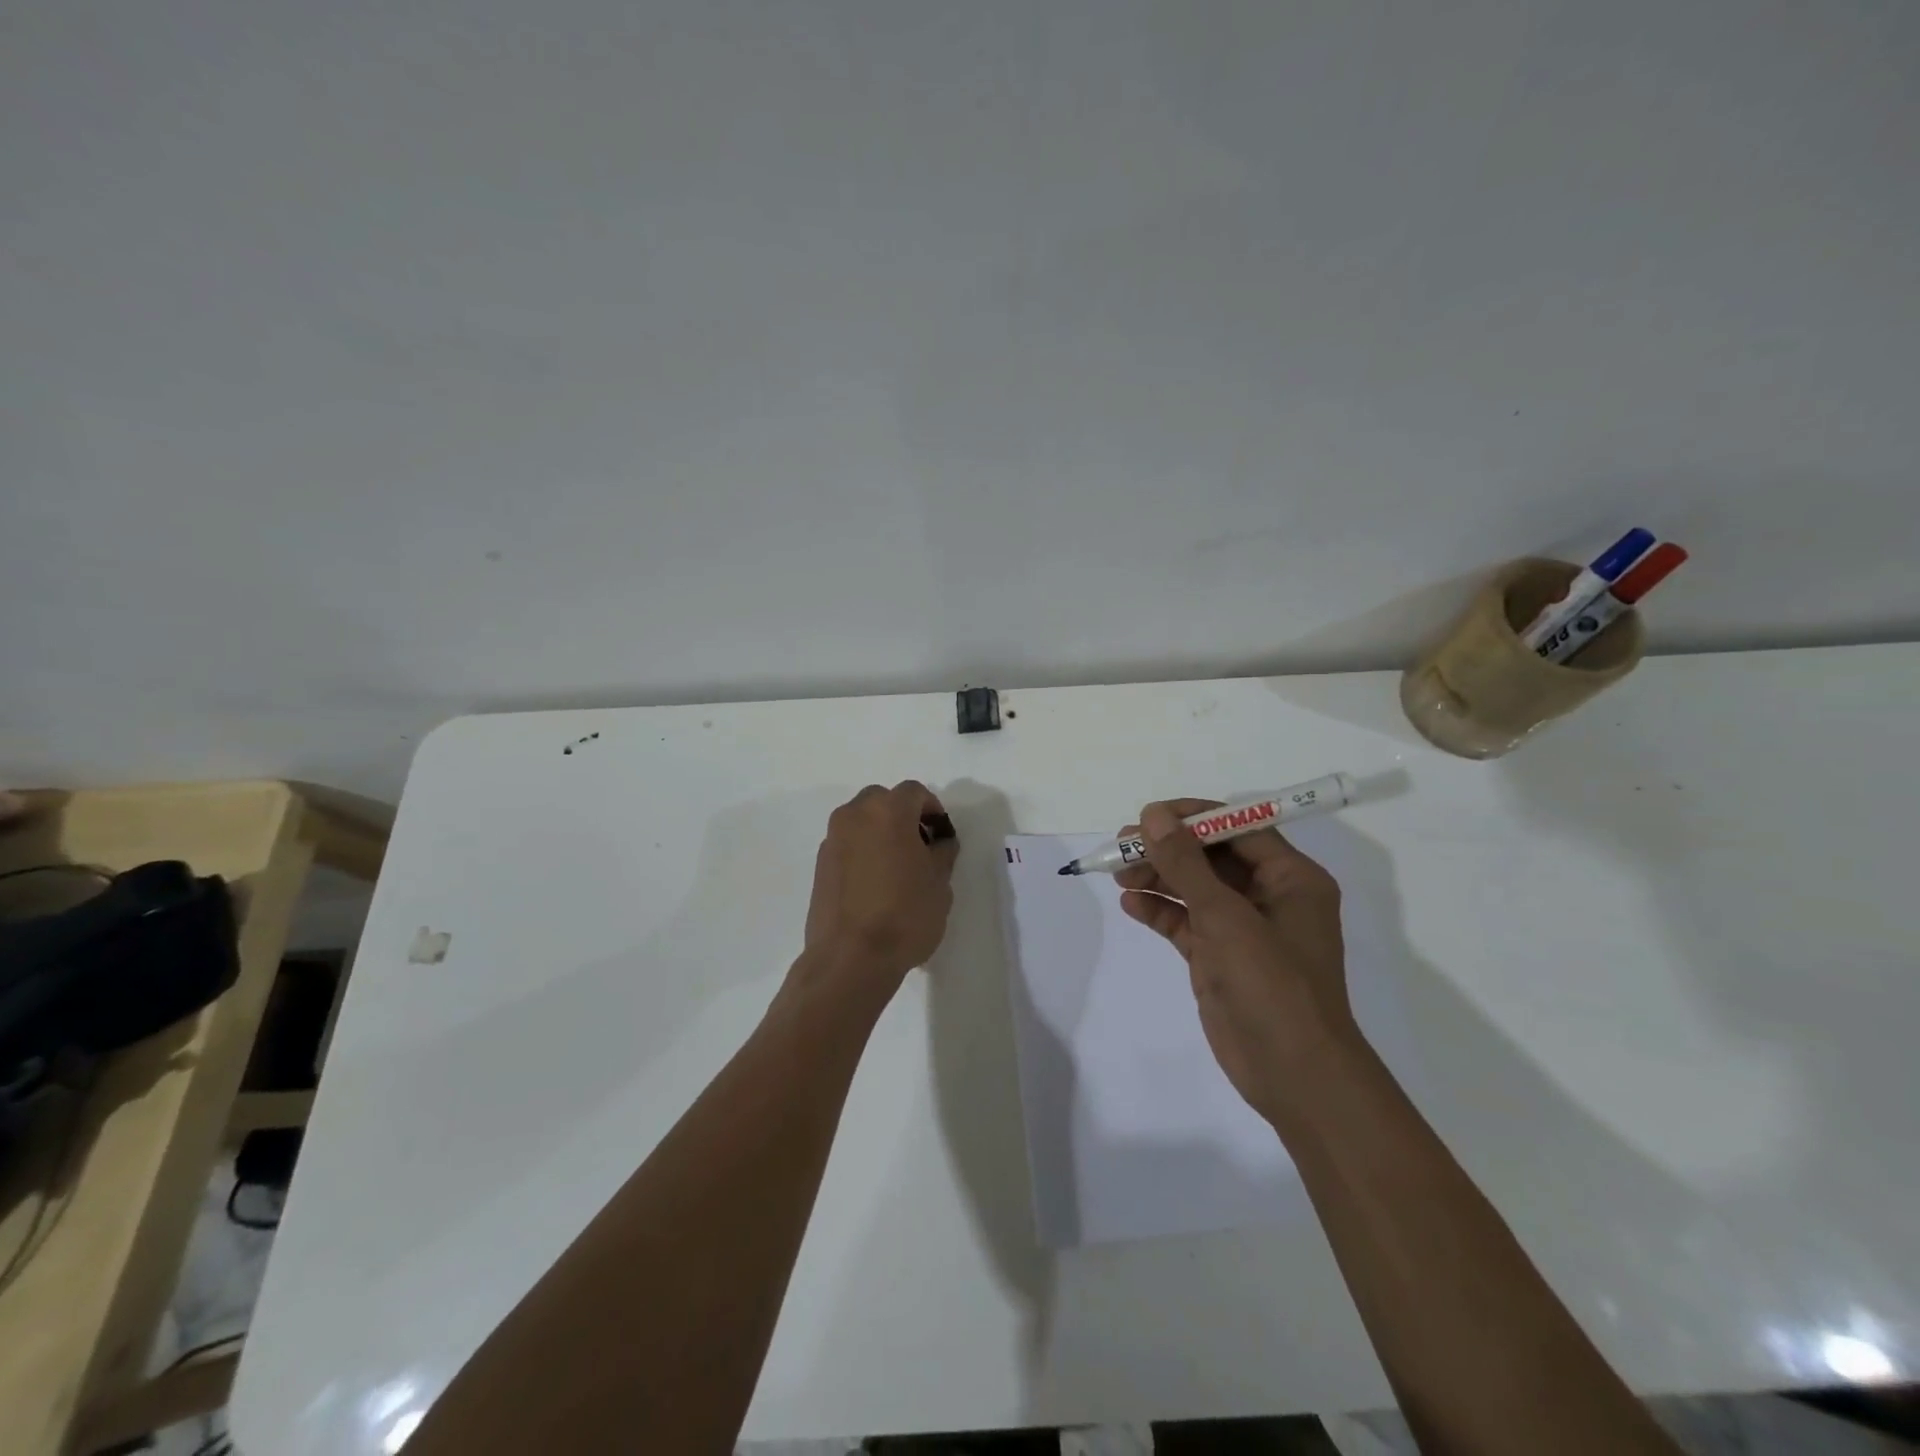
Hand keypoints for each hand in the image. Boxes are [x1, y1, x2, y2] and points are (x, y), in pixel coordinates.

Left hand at [796, 781, 958, 1006]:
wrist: (850, 957)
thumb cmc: (905, 914)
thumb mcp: (940, 883)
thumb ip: (942, 852)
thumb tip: (938, 842)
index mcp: (888, 811)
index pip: (914, 792)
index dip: (932, 808)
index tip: (941, 835)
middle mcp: (854, 816)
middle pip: (882, 800)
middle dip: (902, 815)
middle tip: (919, 846)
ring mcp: (832, 840)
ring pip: (861, 821)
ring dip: (879, 832)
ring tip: (896, 867)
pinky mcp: (819, 865)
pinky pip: (847, 844)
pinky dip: (862, 851)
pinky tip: (875, 884)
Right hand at [1117, 799, 1360, 1125]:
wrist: (1294, 1075)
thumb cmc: (1272, 985)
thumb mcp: (1225, 917)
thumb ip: (1186, 864)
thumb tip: (1152, 816)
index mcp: (1291, 878)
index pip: (1238, 828)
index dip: (1193, 817)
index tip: (1148, 816)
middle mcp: (1270, 897)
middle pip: (1211, 857)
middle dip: (1168, 849)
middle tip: (1122, 845)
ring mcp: (1244, 929)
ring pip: (1195, 889)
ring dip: (1158, 878)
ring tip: (1118, 874)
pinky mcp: (1221, 957)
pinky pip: (1186, 922)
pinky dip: (1160, 911)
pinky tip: (1131, 904)